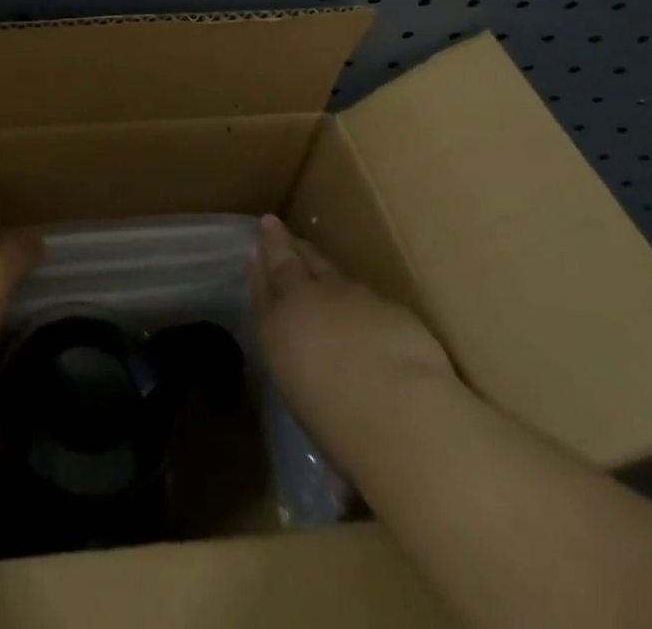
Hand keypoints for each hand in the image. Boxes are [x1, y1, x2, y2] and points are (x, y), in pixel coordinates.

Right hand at [250, 215, 455, 474]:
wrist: (398, 410)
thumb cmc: (339, 426)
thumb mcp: (305, 400)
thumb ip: (303, 370)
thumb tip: (312, 369)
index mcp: (275, 330)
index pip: (261, 290)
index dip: (257, 269)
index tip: (253, 249)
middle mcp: (304, 302)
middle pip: (287, 264)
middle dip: (278, 244)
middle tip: (271, 224)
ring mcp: (345, 296)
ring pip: (325, 269)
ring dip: (316, 261)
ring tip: (310, 254)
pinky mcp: (384, 302)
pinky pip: (364, 293)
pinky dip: (357, 296)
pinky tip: (364, 305)